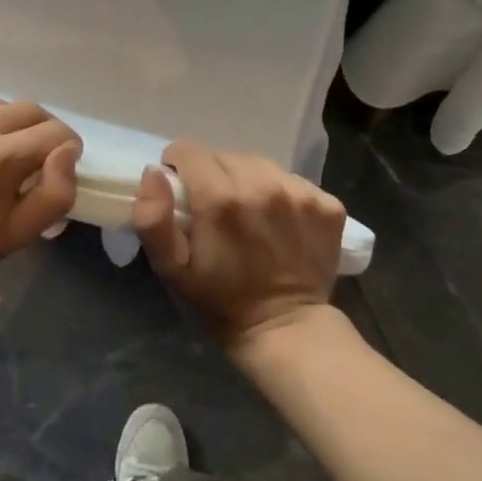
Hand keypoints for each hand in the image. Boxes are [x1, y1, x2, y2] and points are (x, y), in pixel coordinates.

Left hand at [0, 96, 80, 289]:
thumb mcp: (21, 233)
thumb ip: (57, 192)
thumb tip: (67, 152)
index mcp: (0, 157)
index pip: (54, 132)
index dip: (66, 147)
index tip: (58, 162)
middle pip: (26, 108)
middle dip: (39, 130)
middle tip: (32, 153)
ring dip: (1, 122)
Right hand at [132, 141, 345, 346]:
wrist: (285, 328)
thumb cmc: (219, 301)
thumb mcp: (171, 269)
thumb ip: (154, 219)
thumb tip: (154, 172)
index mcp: (221, 199)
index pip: (190, 152)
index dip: (178, 168)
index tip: (182, 192)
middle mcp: (263, 185)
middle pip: (225, 156)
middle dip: (211, 174)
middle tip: (214, 209)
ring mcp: (300, 194)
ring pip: (260, 165)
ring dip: (247, 180)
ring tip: (247, 213)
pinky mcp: (327, 205)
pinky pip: (292, 181)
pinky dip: (280, 194)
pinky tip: (277, 222)